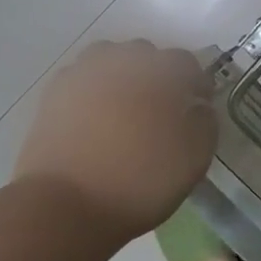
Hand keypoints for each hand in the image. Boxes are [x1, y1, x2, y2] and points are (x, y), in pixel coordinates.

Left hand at [15, 41, 216, 242]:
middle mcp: (123, 59)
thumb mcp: (194, 158)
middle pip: (147, 55)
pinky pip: (82, 78)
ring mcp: (85, 72)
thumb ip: (205, 122)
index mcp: (162, 70)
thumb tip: (198, 107)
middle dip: (158, 77)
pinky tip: (94, 118)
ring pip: (111, 59)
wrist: (65, 205)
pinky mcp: (55, 91)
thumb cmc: (139, 181)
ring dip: (122, 76)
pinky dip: (92, 90)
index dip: (196, 86)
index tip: (196, 110)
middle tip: (160, 112)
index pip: (186, 63)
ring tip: (124, 110)